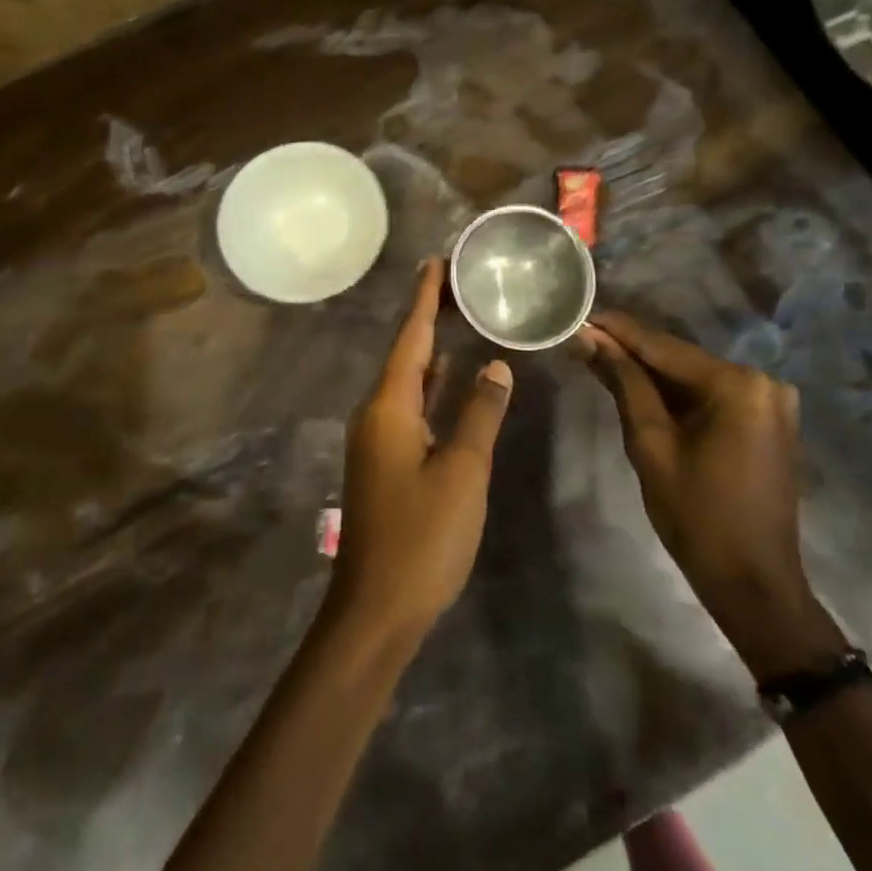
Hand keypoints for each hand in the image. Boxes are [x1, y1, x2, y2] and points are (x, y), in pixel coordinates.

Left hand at [328, 259, 513, 647]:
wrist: (376, 608)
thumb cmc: (423, 537)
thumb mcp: (463, 472)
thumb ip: (479, 414)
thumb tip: (495, 364)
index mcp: (388, 407)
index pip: (410, 338)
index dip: (425, 299)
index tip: (435, 262)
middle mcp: (376, 413)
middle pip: (405, 353)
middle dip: (429, 317)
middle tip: (457, 284)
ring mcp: (378, 439)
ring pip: (407, 381)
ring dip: (430, 351)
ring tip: (457, 319)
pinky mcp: (385, 461)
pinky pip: (409, 407)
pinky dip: (431, 387)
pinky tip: (449, 379)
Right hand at [577, 311, 844, 678]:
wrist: (754, 584)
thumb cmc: (696, 517)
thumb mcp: (650, 445)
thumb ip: (623, 384)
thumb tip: (589, 339)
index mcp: (737, 385)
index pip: (663, 347)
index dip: (618, 331)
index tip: (580, 316)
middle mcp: (762, 381)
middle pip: (680, 359)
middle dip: (630, 352)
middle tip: (582, 341)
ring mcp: (769, 402)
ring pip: (693, 377)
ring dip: (649, 373)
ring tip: (599, 359)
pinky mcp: (765, 421)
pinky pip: (710, 396)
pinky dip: (674, 394)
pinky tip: (637, 387)